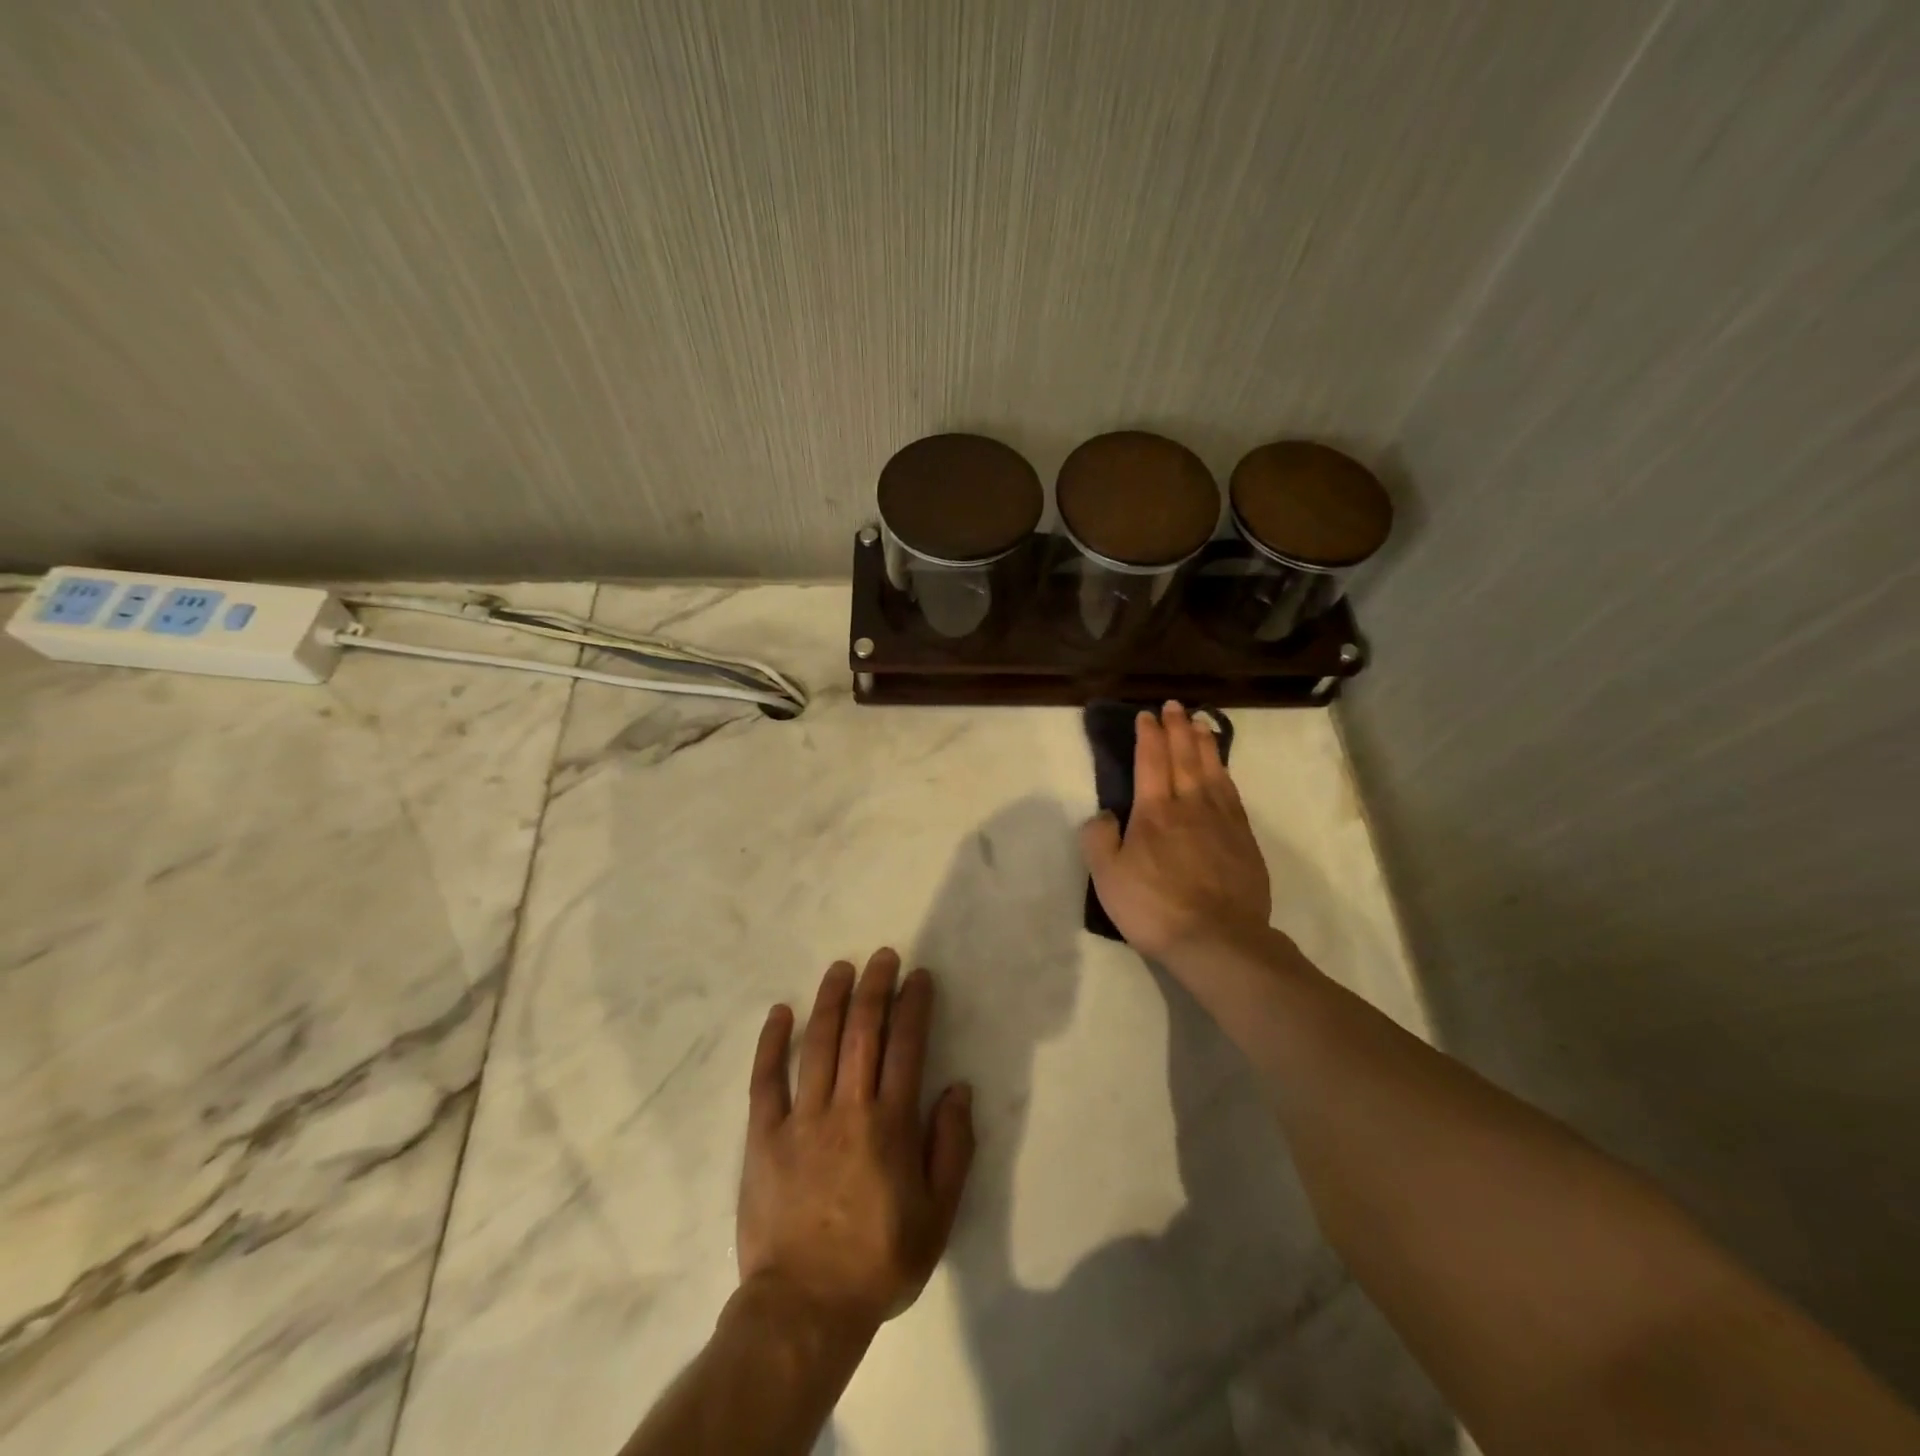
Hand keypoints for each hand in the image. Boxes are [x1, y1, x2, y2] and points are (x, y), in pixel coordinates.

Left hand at [737, 949, 974, 1339]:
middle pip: (862, 1032)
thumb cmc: (878, 1262)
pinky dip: (772, 1042)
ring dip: (830, 1000)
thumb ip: (951, 1148)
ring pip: (817, 1044)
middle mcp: (847, 1108)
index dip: (913, 1005)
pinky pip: (766, 1080)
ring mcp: (801, 1119)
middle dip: (874, 988)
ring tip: (840, 968)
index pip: (906, 1047)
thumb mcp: (938, 1216)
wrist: (804, 1309)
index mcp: (890, 1125)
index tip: (918, 977)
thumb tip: (958, 1089)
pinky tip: (780, 1012)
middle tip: (882, 957)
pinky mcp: (764, 1136)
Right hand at [1080, 701, 1272, 962]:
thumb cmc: (1154, 907)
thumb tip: (1105, 813)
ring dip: (1204, 744)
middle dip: (1177, 729)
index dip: (1148, 736)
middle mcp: (1190, 805)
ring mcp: (1222, 821)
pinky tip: (1222, 769)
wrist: (1217, 940)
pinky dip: (1225, 773)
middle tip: (1175, 706)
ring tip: (1200, 723)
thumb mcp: (1107, 877)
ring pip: (1212, 770)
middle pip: (1184, 757)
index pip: (1150, 761)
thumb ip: (1099, 838)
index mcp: (1154, 812)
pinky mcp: (1244, 839)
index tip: (1146, 715)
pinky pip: (1232, 793)